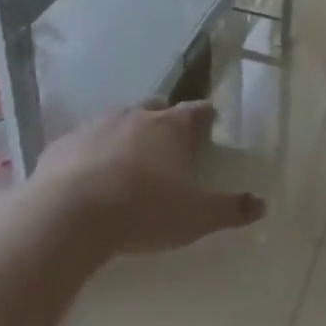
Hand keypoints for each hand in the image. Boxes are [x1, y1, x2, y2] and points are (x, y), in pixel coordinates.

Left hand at [32, 101, 263, 256]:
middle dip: (163, 119)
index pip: (195, 111)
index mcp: (170, 127)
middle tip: (168, 140)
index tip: (209, 118)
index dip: (204, 115)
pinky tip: (87, 175)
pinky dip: (90, 153)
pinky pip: (83, 143)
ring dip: (125, 134)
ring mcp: (95, 126)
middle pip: (155, 108)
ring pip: (117, 121)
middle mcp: (134, 116)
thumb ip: (229, 209)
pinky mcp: (63, 144)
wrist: (71, 214)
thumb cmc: (143, 210)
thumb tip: (262, 204)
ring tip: (127, 158)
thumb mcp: (195, 217)